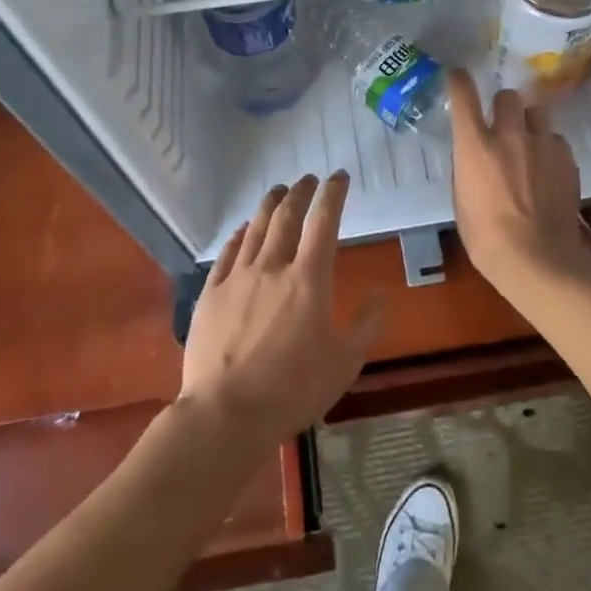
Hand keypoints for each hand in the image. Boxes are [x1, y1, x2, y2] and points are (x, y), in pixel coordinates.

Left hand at [180, 173, 381, 446]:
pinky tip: (243, 229)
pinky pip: (228, 253)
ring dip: (271, 204)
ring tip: (279, 191)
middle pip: (287, 216)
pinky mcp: (211, 293)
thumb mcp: (344, 363)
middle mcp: (273, 266)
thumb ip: (365, 325)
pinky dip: (240, 235)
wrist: (226, 414)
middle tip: (307, 179)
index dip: (333, 194)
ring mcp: (238, 277)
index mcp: (308, 279)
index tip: (339, 176)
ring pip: (257, 228)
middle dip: (300, 192)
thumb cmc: (292, 390)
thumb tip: (379, 295)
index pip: (324, 221)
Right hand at [448, 70, 590, 293]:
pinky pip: (556, 140)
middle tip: (502, 124)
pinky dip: (549, 148)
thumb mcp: (462, 199)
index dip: (459, 80)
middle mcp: (509, 134)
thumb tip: (474, 155)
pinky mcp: (567, 159)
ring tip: (529, 144)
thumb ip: (468, 166)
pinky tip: (547, 169)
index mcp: (475, 145)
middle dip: (503, 106)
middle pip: (508, 96)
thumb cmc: (486, 237)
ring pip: (537, 112)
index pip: (464, 94)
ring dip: (529, 123)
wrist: (538, 259)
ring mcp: (542, 144)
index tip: (458, 76)